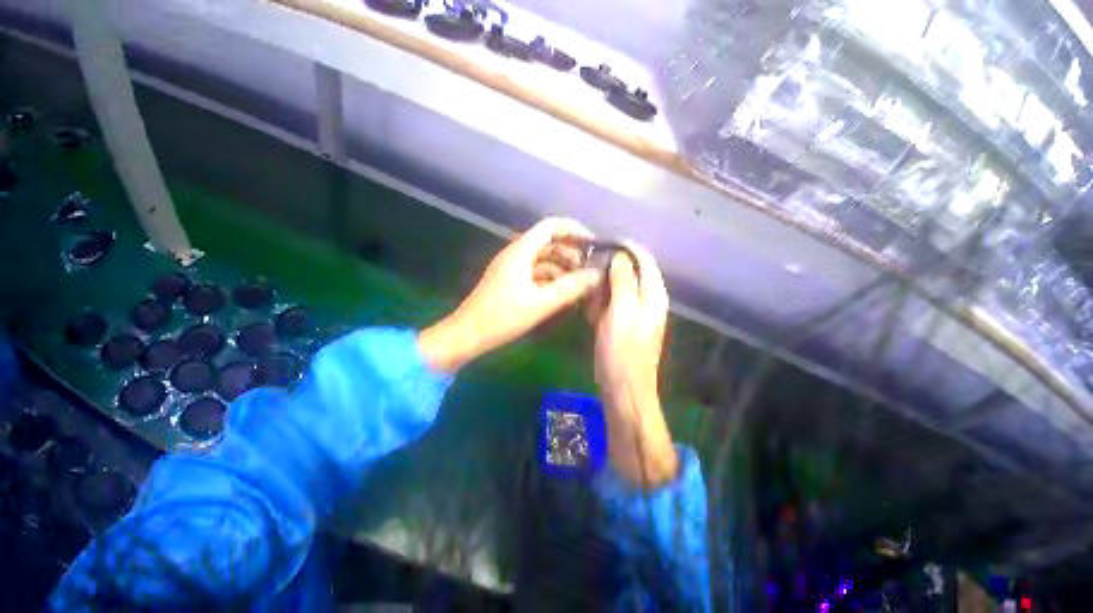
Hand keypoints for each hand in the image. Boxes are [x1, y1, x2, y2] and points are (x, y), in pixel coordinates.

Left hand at [419, 218, 602, 372]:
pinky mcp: (510, 281)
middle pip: (548, 242)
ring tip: (580, 282)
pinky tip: (562, 292)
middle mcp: (516, 253)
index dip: (574, 229)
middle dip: (571, 251)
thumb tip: (596, 274)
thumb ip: (571, 288)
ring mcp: (512, 267)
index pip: (551, 226)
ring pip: (543, 258)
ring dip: (562, 266)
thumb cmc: (503, 317)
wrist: (468, 334)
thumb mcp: (541, 303)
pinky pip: (535, 272)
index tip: (594, 243)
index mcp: (521, 251)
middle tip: (590, 268)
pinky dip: (551, 278)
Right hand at [587, 242, 677, 487]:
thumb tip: (620, 255)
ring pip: (618, 288)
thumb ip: (623, 282)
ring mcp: (637, 312)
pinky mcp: (625, 323)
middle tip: (590, 285)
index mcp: (653, 294)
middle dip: (608, 274)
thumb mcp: (621, 313)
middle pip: (630, 272)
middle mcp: (649, 299)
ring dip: (602, 292)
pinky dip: (601, 305)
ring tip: (590, 306)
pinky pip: (613, 304)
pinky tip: (591, 316)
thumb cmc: (622, 352)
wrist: (623, 389)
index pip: (643, 259)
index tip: (599, 247)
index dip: (624, 249)